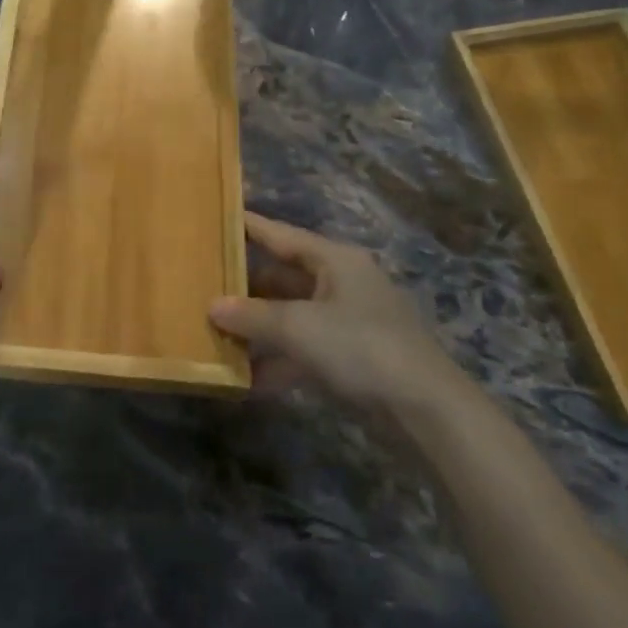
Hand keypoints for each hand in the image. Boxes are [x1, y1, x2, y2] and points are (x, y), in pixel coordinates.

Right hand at [210, 213, 482, 425]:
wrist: (424, 408)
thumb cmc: (360, 348)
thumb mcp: (299, 327)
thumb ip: (252, 316)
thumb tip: (213, 306)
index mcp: (336, 260)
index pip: (283, 236)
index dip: (249, 228)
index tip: (217, 218)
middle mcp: (342, 283)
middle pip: (284, 277)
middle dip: (245, 287)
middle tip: (203, 286)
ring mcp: (349, 321)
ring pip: (292, 316)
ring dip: (259, 328)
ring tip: (215, 332)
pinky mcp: (352, 357)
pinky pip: (304, 350)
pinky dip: (279, 360)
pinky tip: (247, 378)